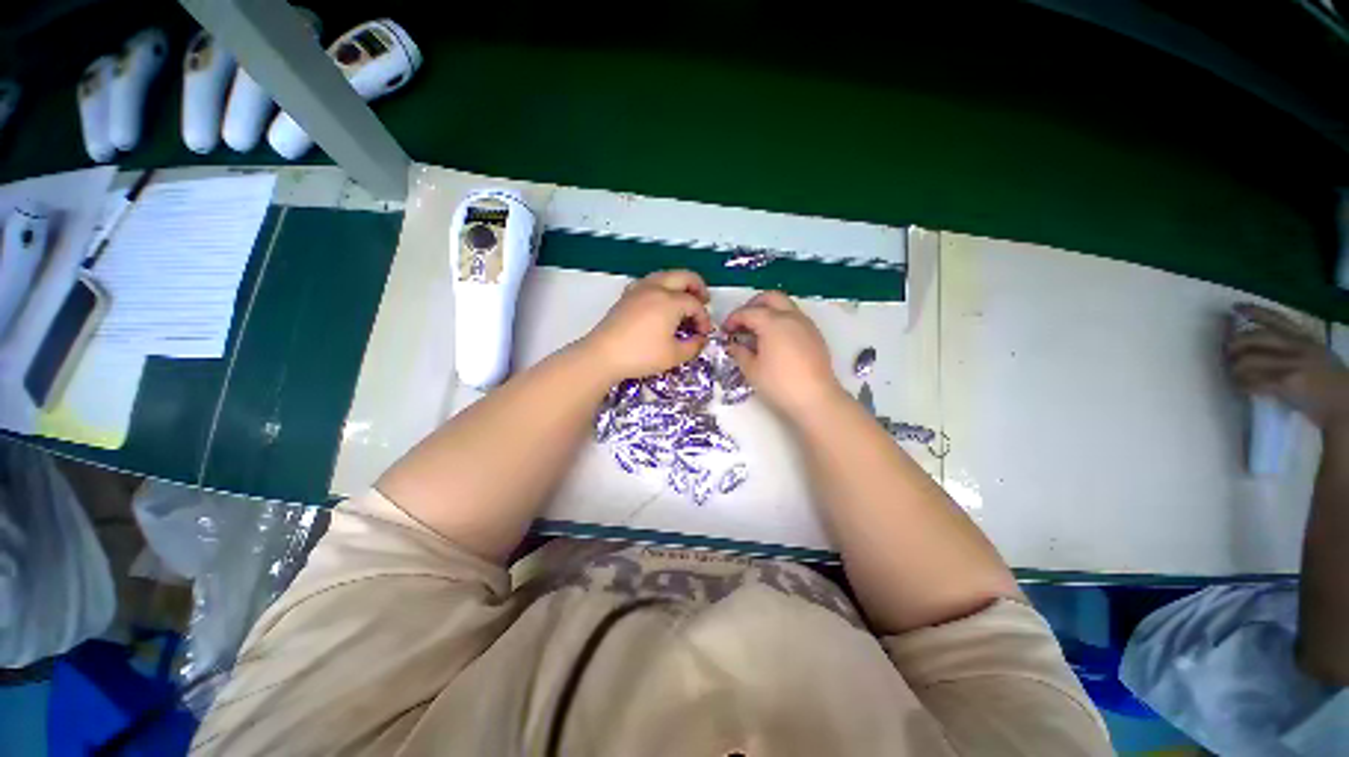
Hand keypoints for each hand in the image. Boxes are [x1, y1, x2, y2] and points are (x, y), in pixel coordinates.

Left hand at [582, 270, 711, 380]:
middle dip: (698, 287)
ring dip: (679, 284)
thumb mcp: (674, 355)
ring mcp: (639, 289)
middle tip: (705, 300)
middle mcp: (656, 288)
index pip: (695, 304)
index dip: (704, 319)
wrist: (603, 355)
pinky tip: (660, 300)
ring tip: (685, 298)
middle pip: (683, 277)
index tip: (704, 334)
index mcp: (670, 301)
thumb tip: (701, 339)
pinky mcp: (627, 296)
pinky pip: (649, 282)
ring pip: (665, 275)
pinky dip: (661, 286)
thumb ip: (693, 346)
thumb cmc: (641, 355)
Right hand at [722, 291, 843, 417]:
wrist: (815, 398)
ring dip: (769, 312)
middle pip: (770, 298)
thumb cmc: (779, 384)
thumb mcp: (752, 370)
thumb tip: (734, 345)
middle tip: (742, 322)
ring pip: (785, 306)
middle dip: (753, 305)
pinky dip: (781, 321)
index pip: (748, 312)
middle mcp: (791, 317)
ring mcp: (806, 324)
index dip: (733, 319)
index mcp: (773, 322)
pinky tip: (775, 341)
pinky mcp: (815, 335)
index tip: (725, 330)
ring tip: (757, 332)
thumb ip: (739, 352)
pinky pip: (795, 318)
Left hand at [1227, 304, 1348, 427]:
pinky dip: (1243, 386)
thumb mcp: (1317, 355)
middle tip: (1227, 355)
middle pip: (1255, 337)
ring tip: (1235, 376)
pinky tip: (1243, 389)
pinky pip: (1254, 381)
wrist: (1345, 406)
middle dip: (1234, 345)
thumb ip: (1295, 348)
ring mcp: (1292, 364)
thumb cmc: (1330, 384)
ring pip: (1248, 360)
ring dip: (1235, 370)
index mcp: (1305, 339)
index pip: (1277, 319)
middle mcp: (1298, 347)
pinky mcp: (1286, 382)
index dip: (1255, 312)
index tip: (1236, 308)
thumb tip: (1264, 346)